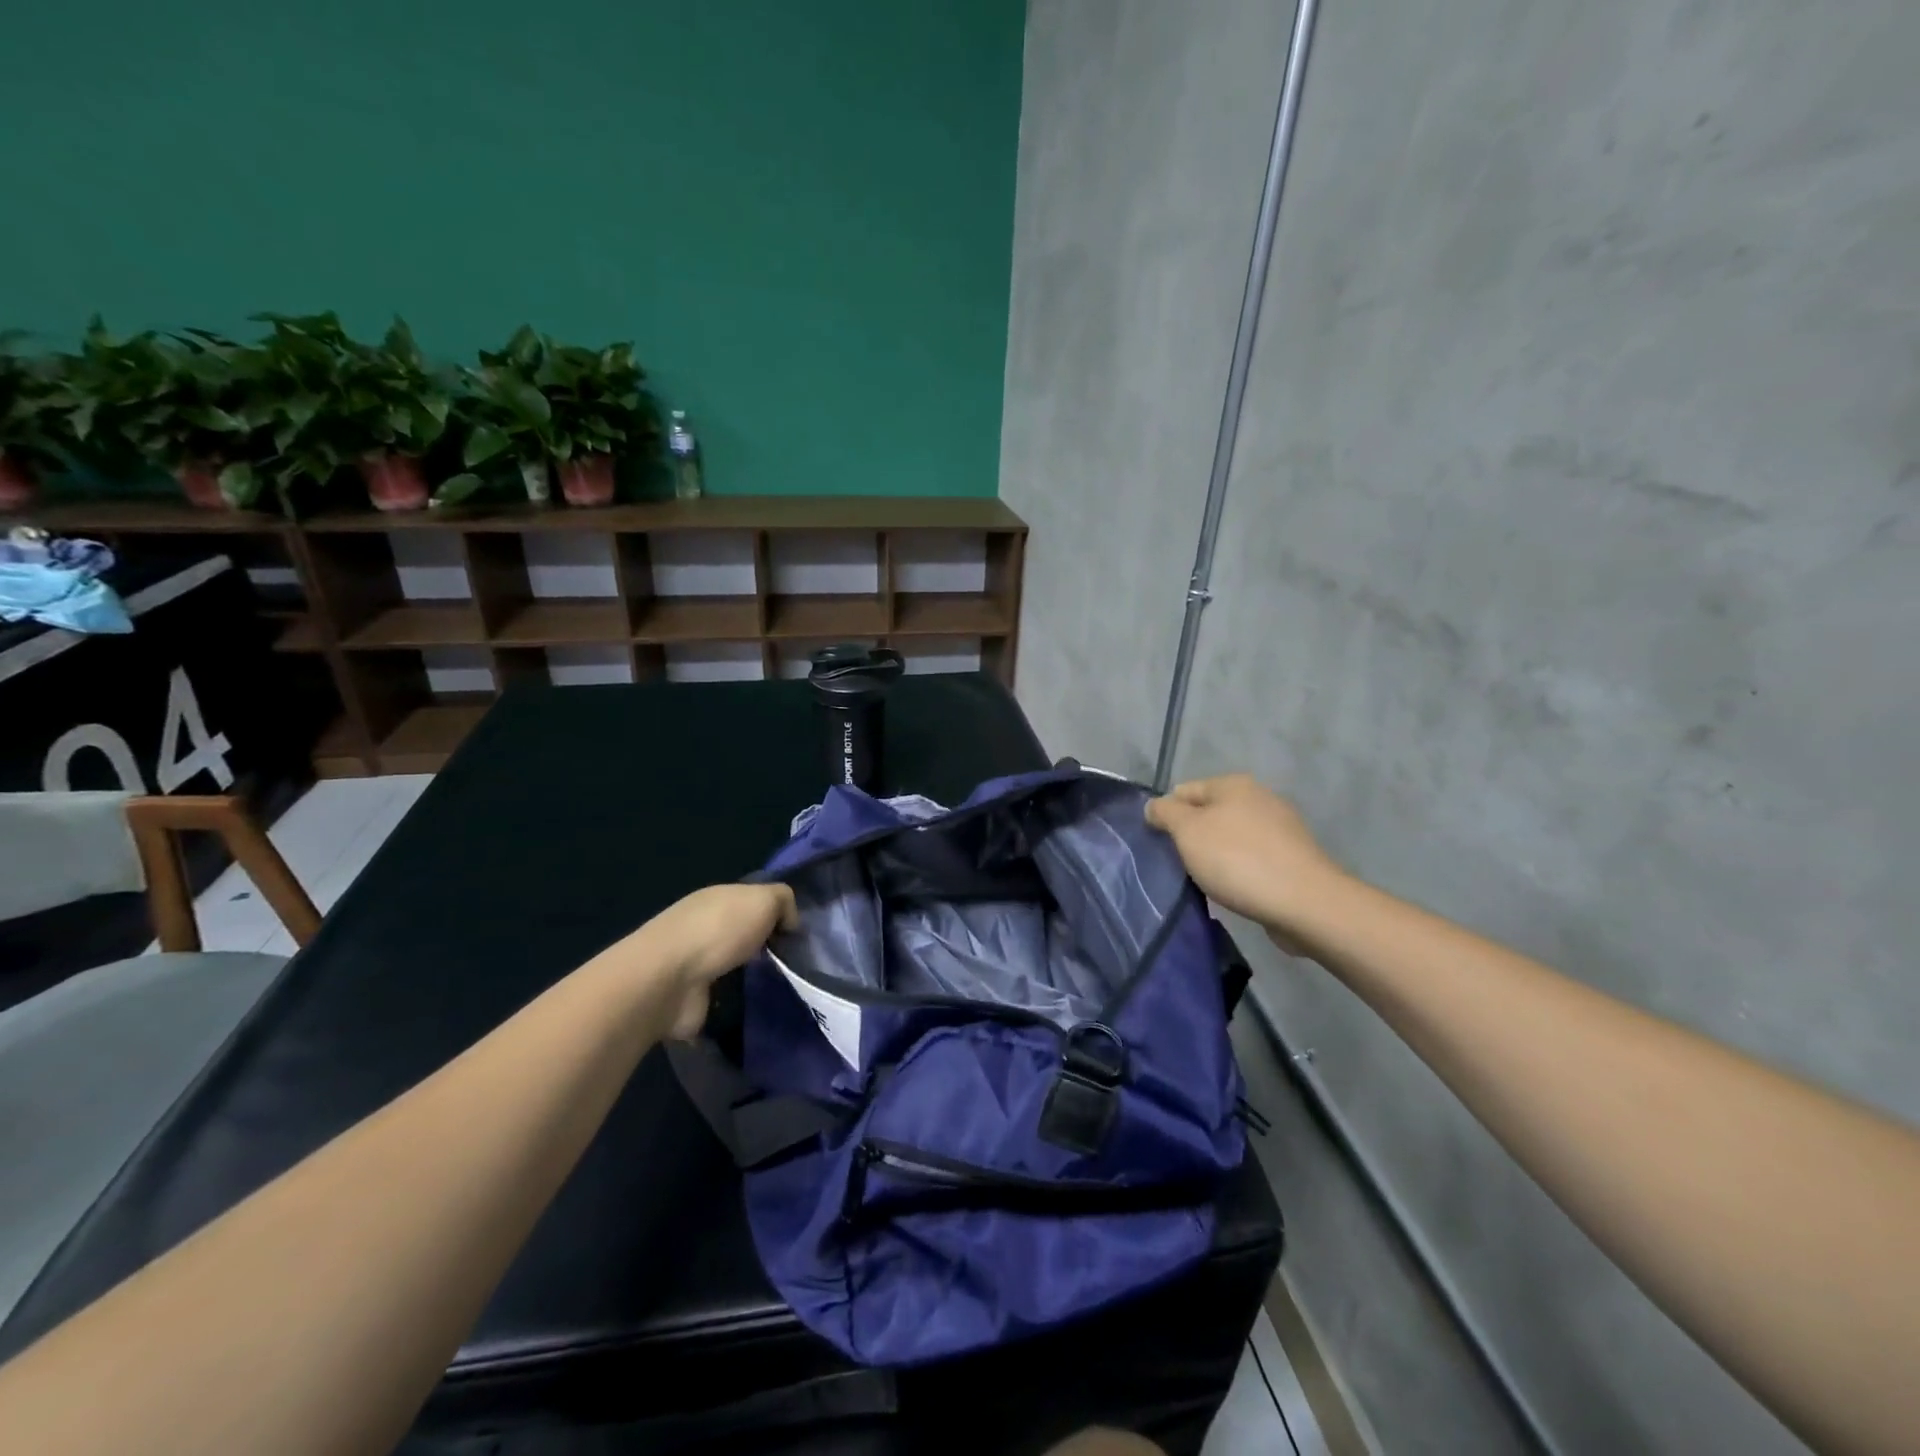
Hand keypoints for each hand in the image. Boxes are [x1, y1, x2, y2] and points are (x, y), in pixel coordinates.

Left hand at [627, 883, 797, 1039]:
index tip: (797, 934)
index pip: (753, 900)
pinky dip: (736, 1000)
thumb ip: (783, 901)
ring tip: (781, 986)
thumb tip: (789, 923)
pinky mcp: (690, 997)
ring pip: (732, 963)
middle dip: (764, 944)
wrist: (668, 980)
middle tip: (793, 961)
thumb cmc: (718, 930)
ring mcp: (694, 963)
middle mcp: (704, 926)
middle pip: (742, 931)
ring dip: (751, 974)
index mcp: (718, 898)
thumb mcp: (763, 899)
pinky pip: (721, 995)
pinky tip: (756, 1005)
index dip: (776, 913)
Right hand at [1145, 774, 1344, 948]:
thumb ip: (1165, 813)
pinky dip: (1239, 870)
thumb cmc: (1237, 860)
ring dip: (1215, 855)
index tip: (1159, 845)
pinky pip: (1252, 858)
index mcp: (1233, 784)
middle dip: (1191, 836)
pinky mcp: (1293, 857)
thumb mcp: (1188, 831)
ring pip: (1230, 837)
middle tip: (1178, 864)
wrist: (1305, 902)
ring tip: (1205, 881)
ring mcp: (1280, 828)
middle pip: (1209, 813)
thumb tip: (1154, 806)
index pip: (1183, 791)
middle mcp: (1259, 798)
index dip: (1166, 815)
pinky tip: (1234, 889)